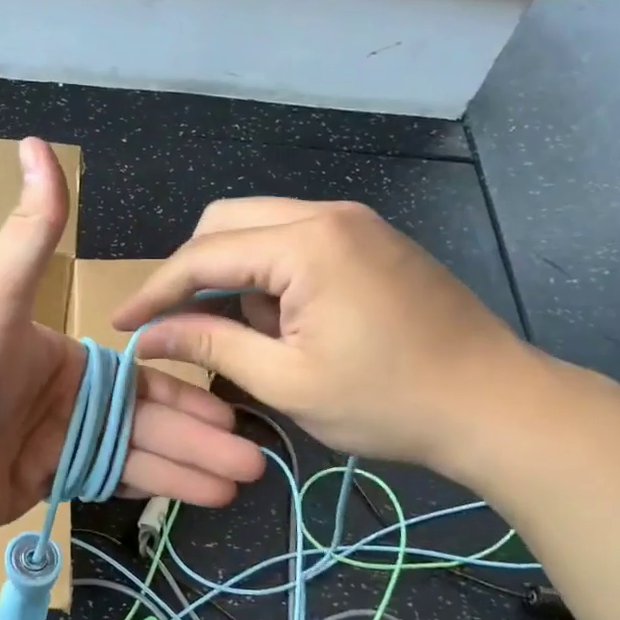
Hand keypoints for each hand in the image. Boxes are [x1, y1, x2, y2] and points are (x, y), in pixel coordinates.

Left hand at [0, 140, 265, 541]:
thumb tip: (37, 142)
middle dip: (204, 438)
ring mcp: (59, 443)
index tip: (236, 409)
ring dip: (191, 467)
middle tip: (257, 459)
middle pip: (150, 417)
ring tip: (243, 481)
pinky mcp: (47, 483)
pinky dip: (154, 489)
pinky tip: (197, 497)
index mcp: (67, 356)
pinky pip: (112, 482)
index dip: (190, 393)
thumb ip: (30, 230)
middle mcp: (70, 397)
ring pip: (139, 453)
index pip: (143, 374)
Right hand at [113, 198, 540, 471]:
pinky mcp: (371, 240)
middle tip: (179, 325)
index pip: (203, 255)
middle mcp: (327, 214)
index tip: (121, 323)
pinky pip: (296, 240)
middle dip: (193, 273)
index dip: (155, 291)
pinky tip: (286, 322)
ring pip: (260, 228)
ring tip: (251, 335)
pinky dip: (270, 274)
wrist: (498, 405)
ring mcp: (355, 222)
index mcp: (306, 243)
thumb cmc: (388, 401)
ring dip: (235, 275)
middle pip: (226, 223)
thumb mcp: (286, 381)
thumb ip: (211, 345)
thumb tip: (148, 336)